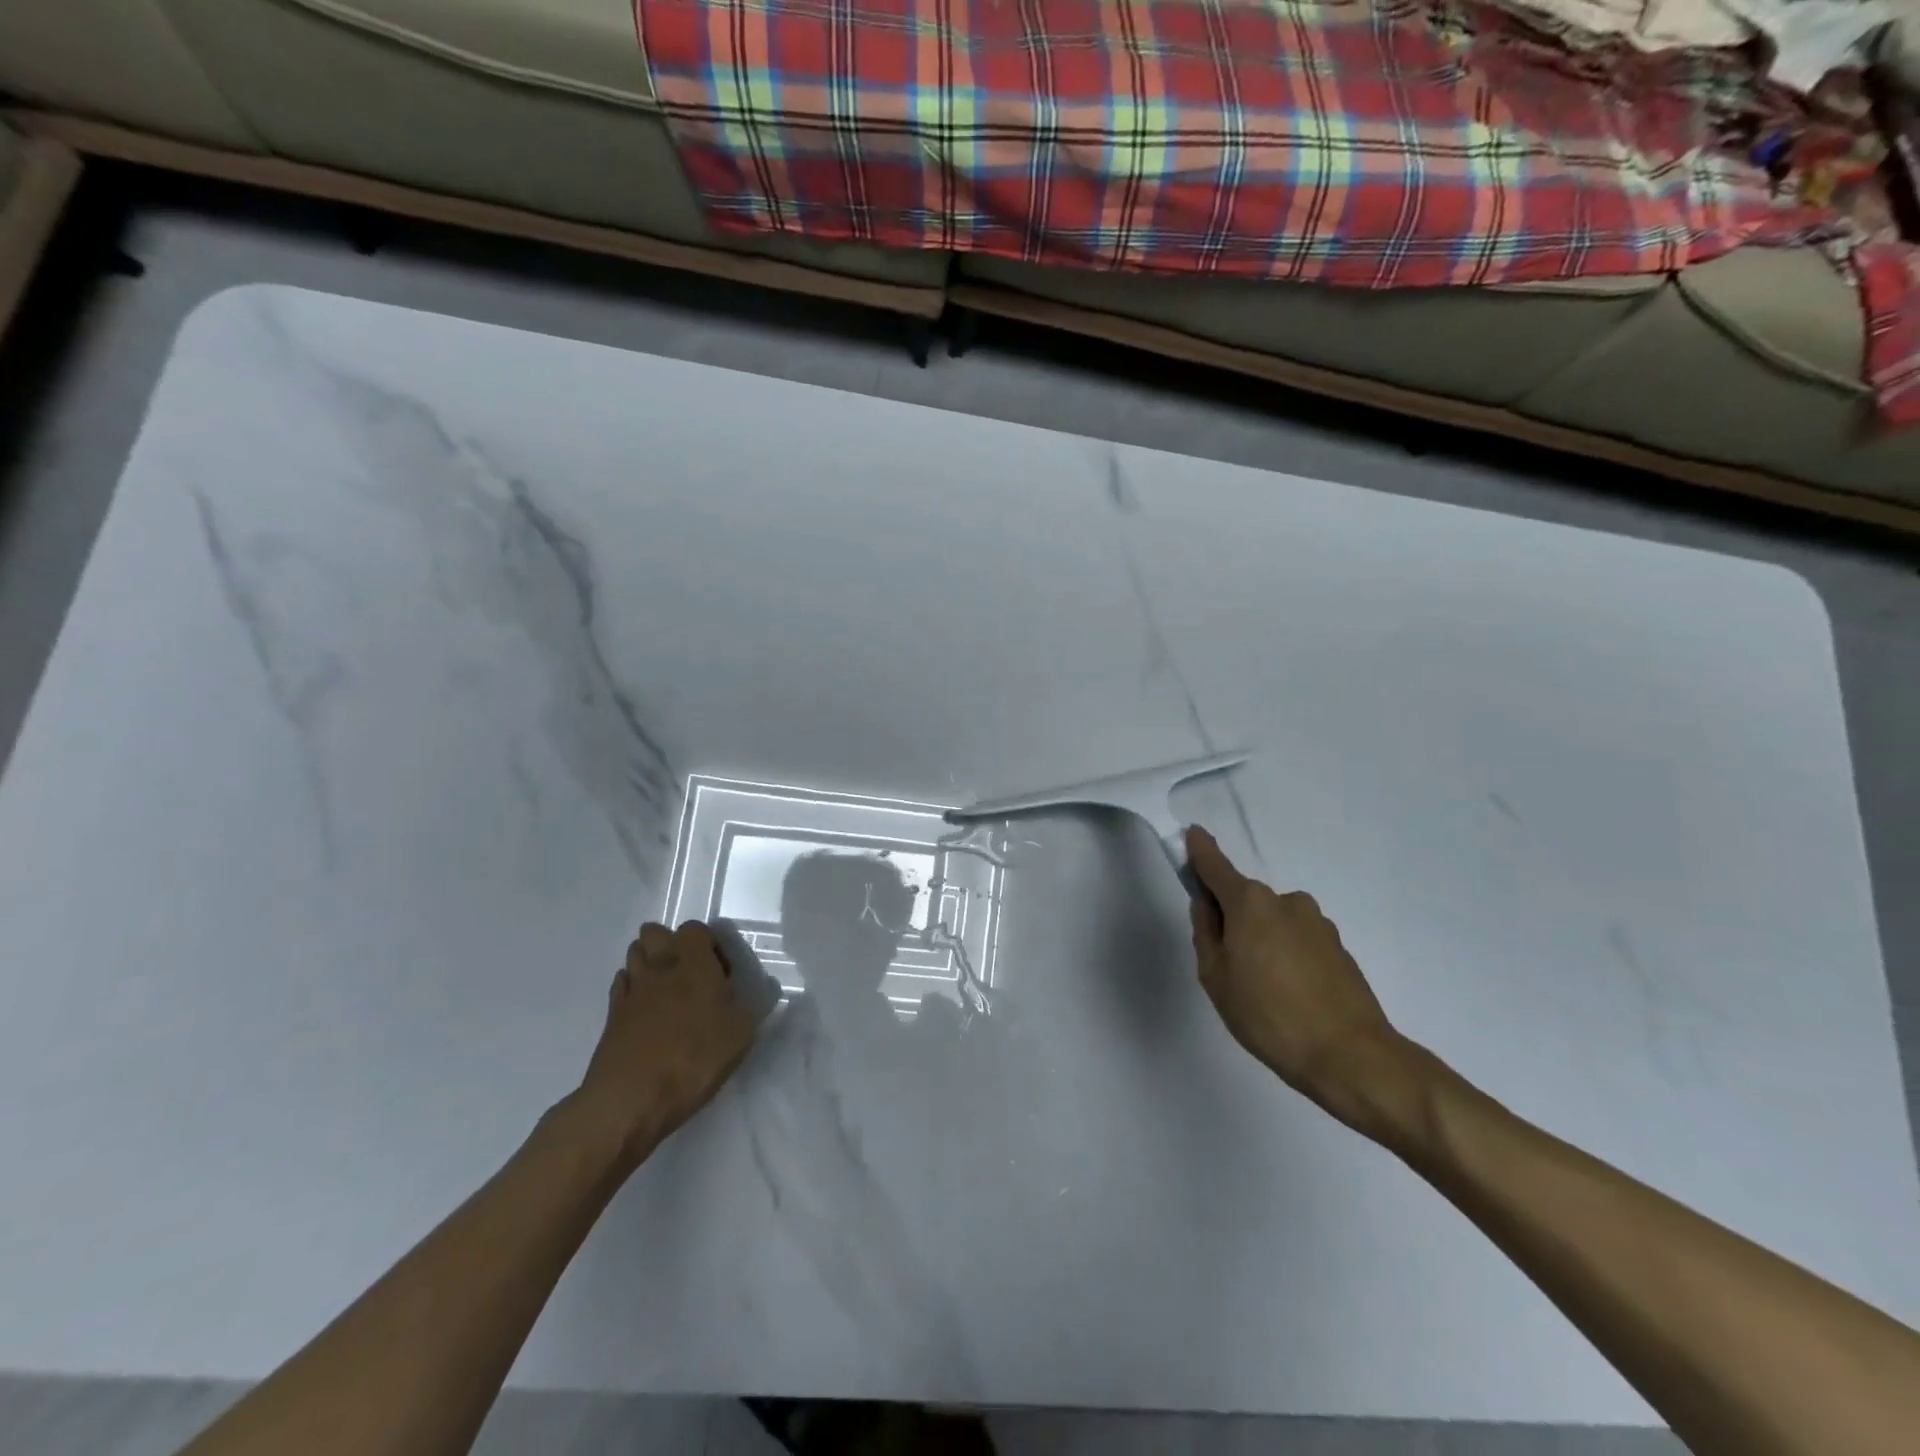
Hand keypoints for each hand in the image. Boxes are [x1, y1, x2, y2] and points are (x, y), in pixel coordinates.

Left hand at [572, 920, 759, 1167]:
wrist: (630, 1099)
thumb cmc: (693, 1059)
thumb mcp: (740, 1035)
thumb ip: (748, 1007)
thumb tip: (756, 994)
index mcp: (694, 964)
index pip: (695, 929)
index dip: (709, 944)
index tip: (721, 974)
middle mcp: (659, 967)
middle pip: (654, 933)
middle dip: (670, 944)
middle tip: (690, 975)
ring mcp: (631, 989)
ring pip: (634, 955)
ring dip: (649, 964)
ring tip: (667, 992)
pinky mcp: (611, 1015)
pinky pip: (622, 985)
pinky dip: (633, 989)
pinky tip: (645, 1012)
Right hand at [1186, 827, 1413, 1139]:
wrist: (1350, 1055)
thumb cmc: (1268, 1015)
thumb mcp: (1215, 977)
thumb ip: (1206, 933)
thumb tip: (1207, 906)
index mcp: (1250, 903)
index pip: (1216, 866)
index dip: (1200, 851)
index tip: (1193, 834)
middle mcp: (1286, 901)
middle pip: (1246, 900)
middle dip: (1233, 920)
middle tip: (1229, 967)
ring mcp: (1317, 923)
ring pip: (1274, 922)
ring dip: (1263, 941)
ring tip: (1265, 991)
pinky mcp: (1339, 947)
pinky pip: (1298, 941)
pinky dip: (1288, 957)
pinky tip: (1291, 996)